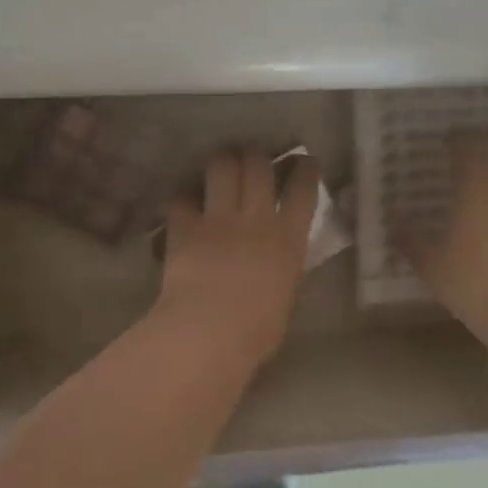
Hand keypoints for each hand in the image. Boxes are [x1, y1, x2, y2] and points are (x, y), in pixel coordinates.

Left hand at [157, 150, 322, 365]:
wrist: (210, 330)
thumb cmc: (256, 330)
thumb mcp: (284, 296)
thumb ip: (282, 270)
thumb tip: (277, 264)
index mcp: (288, 239)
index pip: (303, 191)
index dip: (305, 170)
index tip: (305, 161)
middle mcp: (255, 218)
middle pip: (259, 166)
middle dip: (256, 157)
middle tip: (252, 158)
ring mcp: (218, 218)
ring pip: (222, 167)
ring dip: (221, 162)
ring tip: (220, 165)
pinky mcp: (186, 225)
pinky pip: (182, 199)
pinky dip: (182, 200)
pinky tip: (182, 204)